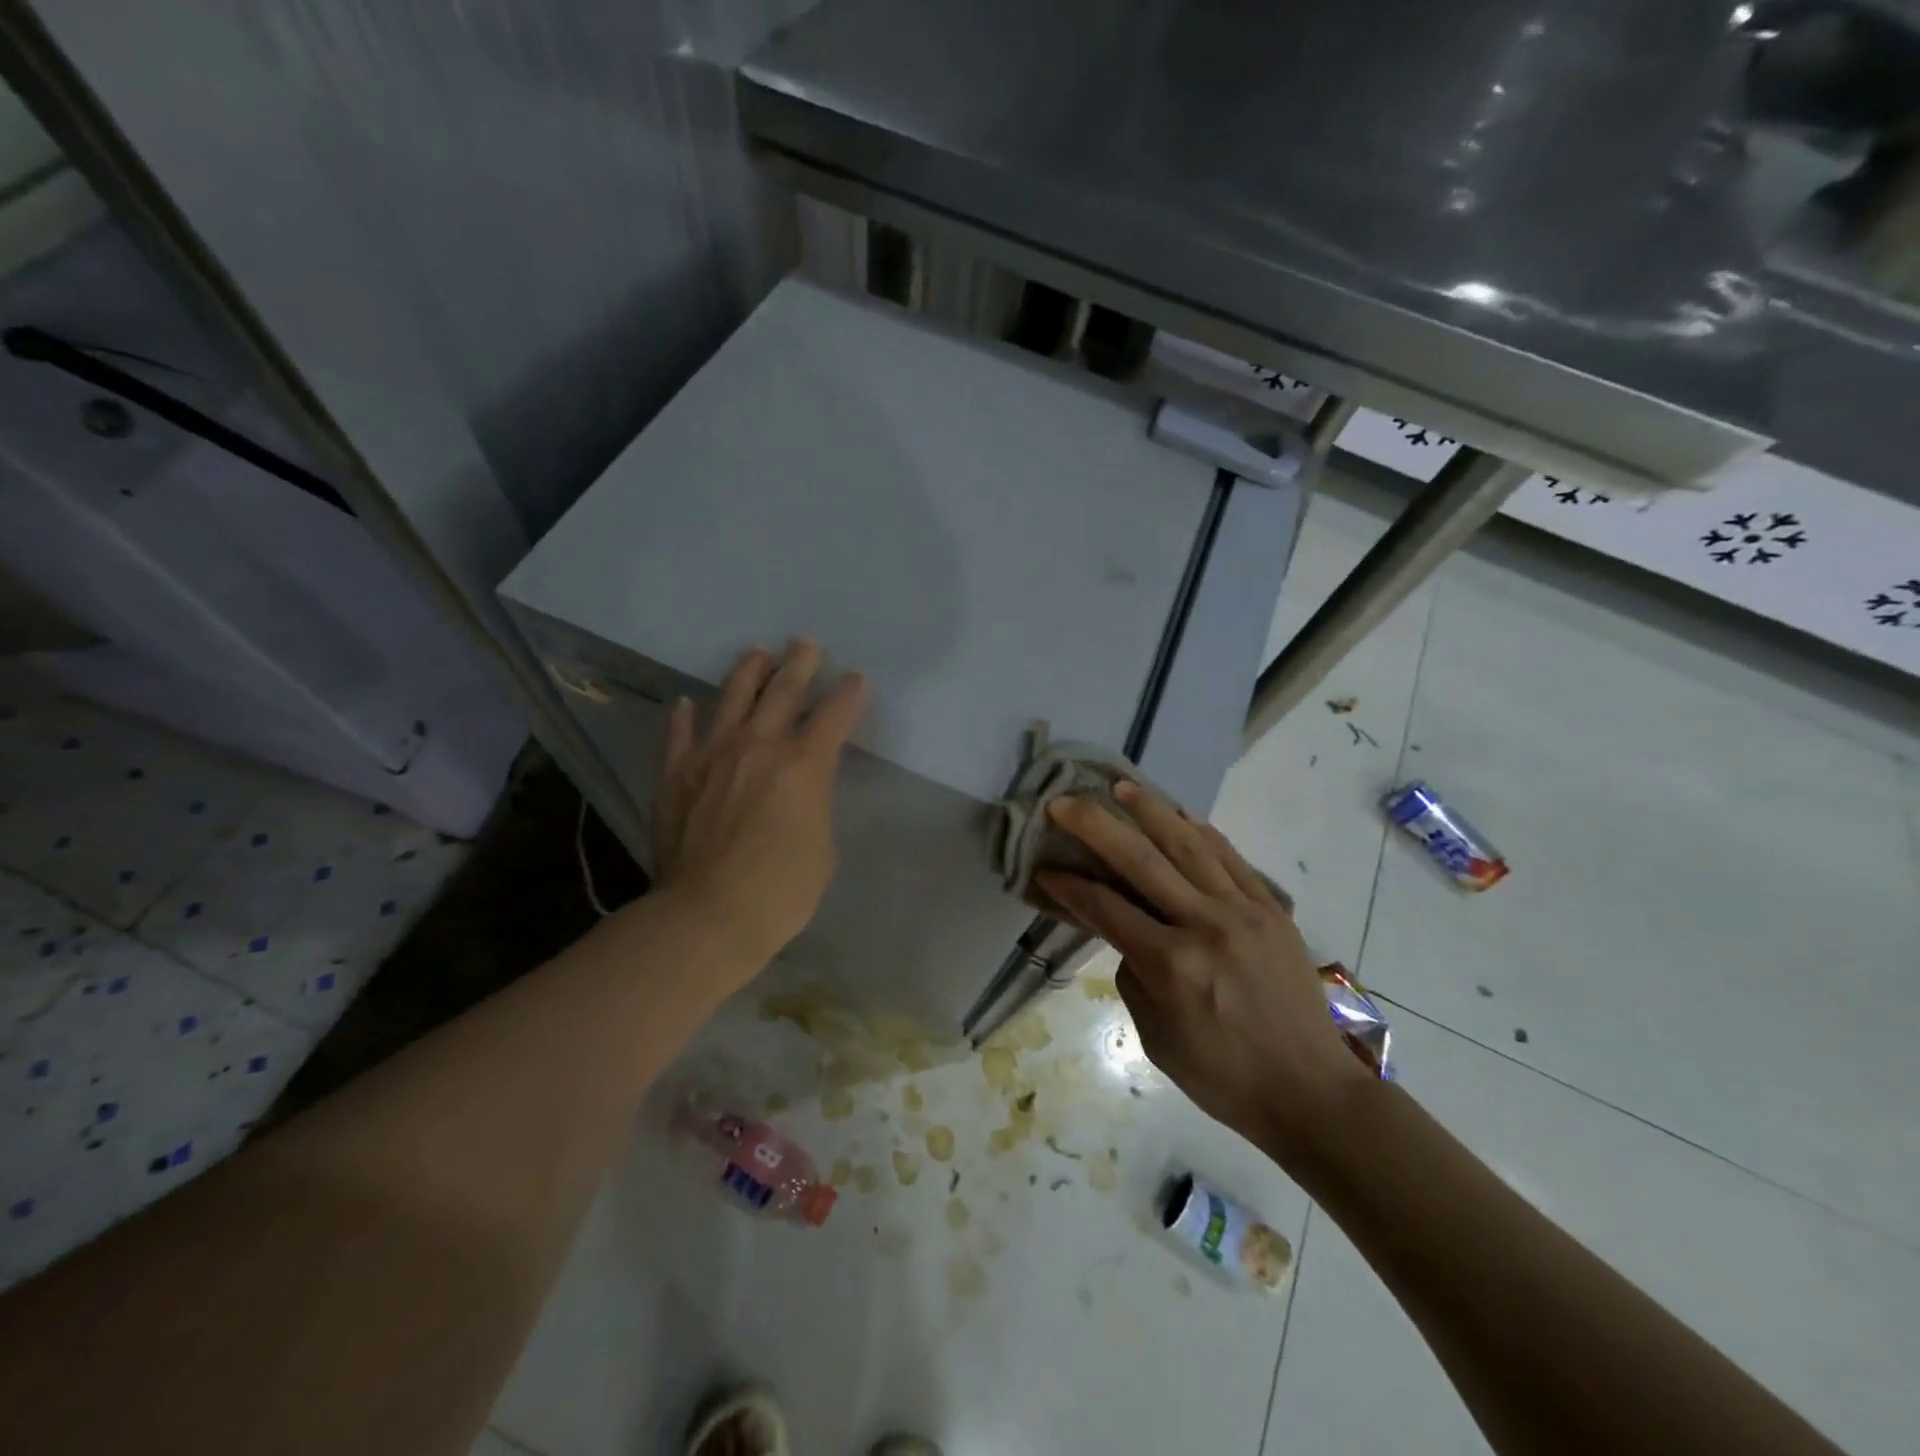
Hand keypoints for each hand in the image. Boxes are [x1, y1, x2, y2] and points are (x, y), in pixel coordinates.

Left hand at [654, 640, 866, 966]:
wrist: (707, 916)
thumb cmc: (780, 891)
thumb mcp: (822, 848)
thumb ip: (814, 805)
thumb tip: (799, 793)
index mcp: (803, 764)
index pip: (834, 714)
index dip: (849, 693)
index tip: (855, 679)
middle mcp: (758, 746)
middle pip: (783, 690)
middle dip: (800, 663)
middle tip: (806, 643)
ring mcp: (712, 754)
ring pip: (732, 696)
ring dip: (749, 670)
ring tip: (758, 653)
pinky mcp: (676, 774)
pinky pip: (680, 733)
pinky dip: (686, 716)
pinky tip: (688, 703)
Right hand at [1036, 782, 1373, 1156]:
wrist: (1312, 1092)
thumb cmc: (1224, 1077)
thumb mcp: (1156, 1038)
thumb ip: (1134, 975)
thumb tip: (1127, 932)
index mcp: (1172, 965)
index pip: (1105, 908)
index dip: (1068, 886)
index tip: (1043, 868)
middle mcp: (1205, 925)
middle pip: (1140, 859)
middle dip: (1095, 825)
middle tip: (1064, 802)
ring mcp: (1244, 910)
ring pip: (1188, 844)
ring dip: (1150, 810)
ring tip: (1121, 787)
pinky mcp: (1272, 908)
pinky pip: (1230, 857)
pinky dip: (1200, 831)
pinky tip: (1179, 814)